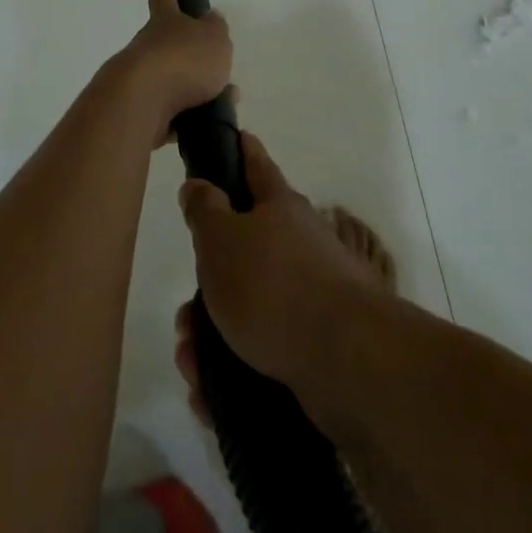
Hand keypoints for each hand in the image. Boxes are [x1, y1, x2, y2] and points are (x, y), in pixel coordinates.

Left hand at [108, 0, 232, 126]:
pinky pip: (168, 114)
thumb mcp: (214, 38)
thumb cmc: (183, 60)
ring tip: (223, 102)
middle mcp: (148, 46)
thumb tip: (211, 19)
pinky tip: (203, 127)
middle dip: (191, 55)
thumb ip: (215, 29)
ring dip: (195, 91)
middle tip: (216, 67)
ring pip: (172, 82)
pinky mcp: (139, 111)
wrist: (142, 102)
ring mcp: (141, 79)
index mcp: (165, 22)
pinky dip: (185, 119)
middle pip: (170, 45)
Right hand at [178, 133, 384, 409]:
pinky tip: (210, 396)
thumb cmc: (273, 286)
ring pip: (248, 307)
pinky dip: (233, 370)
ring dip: (212, 334)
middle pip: (243, 248)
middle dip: (208, 282)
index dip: (240, 149)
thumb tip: (199, 184)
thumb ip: (204, 209)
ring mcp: (309, 294)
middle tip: (184, 315)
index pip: (255, 164)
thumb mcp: (221, 239)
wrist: (347, 361)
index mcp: (279, 207)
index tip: (234, 136)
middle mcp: (298, 243)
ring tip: (192, 364)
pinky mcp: (313, 344)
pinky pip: (261, 351)